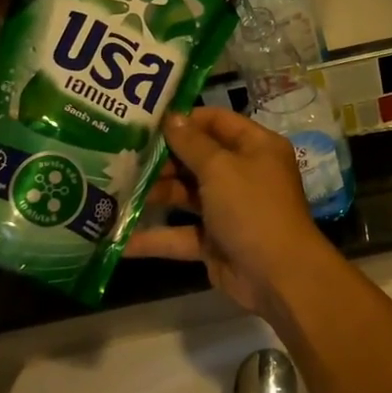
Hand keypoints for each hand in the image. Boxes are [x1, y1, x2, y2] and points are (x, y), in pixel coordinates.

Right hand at [127, 108, 340, 321]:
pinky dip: (155, 236)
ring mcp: (229, 208)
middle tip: (120, 155)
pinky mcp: (216, 241)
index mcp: (256, 147)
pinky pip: (182, 233)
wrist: (278, 275)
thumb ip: (192, 143)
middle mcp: (244, 173)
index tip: (146, 122)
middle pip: (198, 158)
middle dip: (162, 159)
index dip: (184, 120)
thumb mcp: (221, 168)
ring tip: (113, 188)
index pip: (217, 121)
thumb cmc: (252, 208)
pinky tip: (119, 237)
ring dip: (155, 193)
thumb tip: (171, 117)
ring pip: (187, 194)